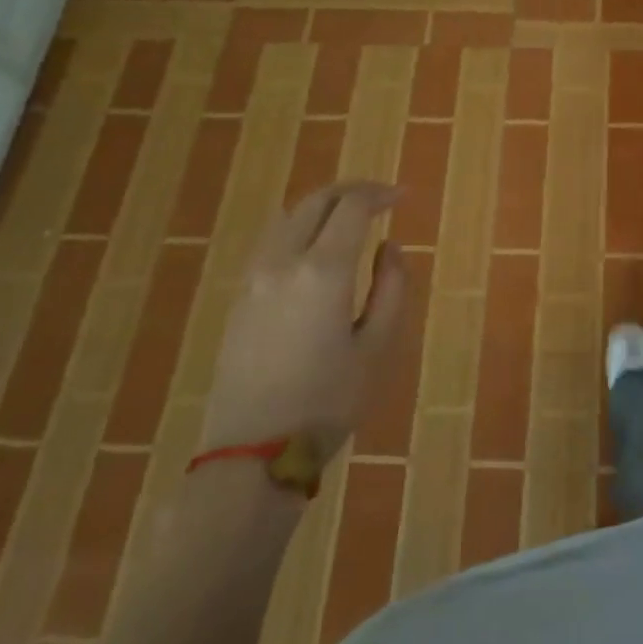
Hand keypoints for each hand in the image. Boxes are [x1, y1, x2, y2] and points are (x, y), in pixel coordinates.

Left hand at [199, 181, 410, 456]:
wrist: (253, 451)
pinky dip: (299, 227)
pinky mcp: (239, 296)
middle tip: (380, 199)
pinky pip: (272, 241)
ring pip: (288, 217)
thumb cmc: (328, 402)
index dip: (380, 194)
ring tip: (349, 218)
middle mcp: (283, 261)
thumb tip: (389, 247)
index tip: (403, 197)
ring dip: (322, 206)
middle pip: (315, 202)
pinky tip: (316, 248)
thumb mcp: (378, 347)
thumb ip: (391, 288)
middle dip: (351, 191)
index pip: (351, 207)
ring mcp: (254, 277)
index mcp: (323, 271)